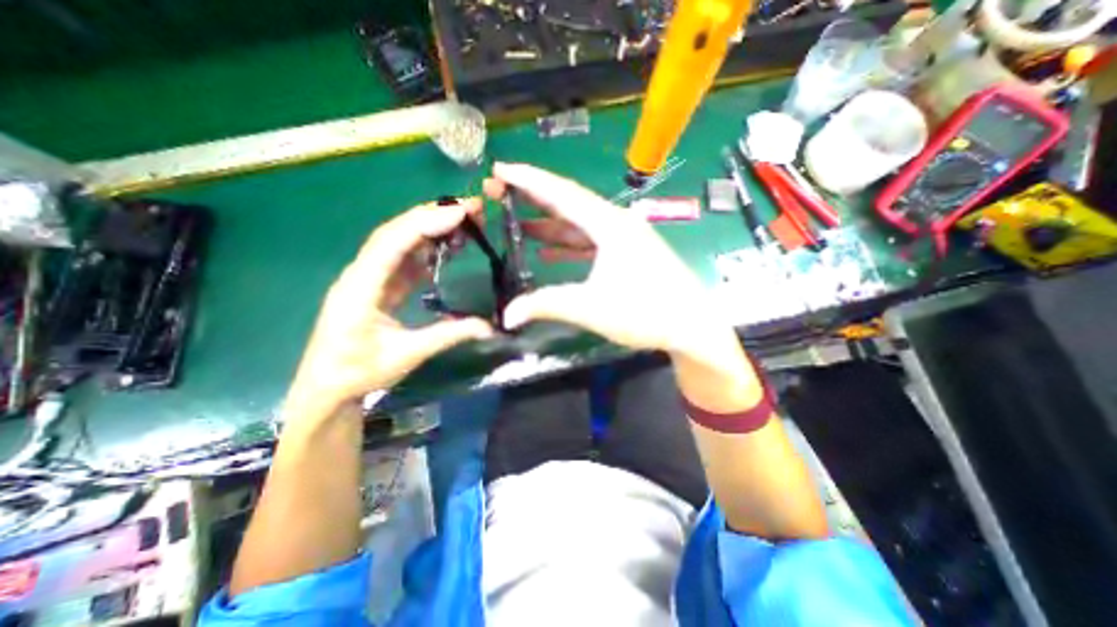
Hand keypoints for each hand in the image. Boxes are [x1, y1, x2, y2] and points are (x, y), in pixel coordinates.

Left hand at [286, 199, 491, 419]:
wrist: (326, 387)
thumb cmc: (360, 372)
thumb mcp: (408, 355)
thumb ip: (449, 335)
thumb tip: (490, 327)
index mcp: (360, 287)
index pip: (392, 243)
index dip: (425, 224)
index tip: (461, 214)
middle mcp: (361, 273)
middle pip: (395, 232)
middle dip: (432, 215)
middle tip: (470, 209)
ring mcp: (369, 277)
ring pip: (399, 241)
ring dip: (431, 228)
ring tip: (464, 222)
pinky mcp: (378, 284)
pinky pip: (403, 258)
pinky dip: (426, 247)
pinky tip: (447, 246)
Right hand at [489, 161, 735, 355]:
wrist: (691, 327)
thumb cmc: (645, 313)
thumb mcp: (590, 308)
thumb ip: (546, 305)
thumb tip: (506, 316)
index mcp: (609, 225)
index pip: (562, 193)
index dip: (529, 180)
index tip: (500, 169)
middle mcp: (617, 223)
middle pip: (569, 203)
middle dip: (534, 198)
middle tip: (501, 192)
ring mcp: (624, 238)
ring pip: (580, 224)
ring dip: (550, 225)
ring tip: (519, 225)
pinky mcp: (628, 253)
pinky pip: (591, 242)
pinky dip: (569, 246)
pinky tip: (549, 253)